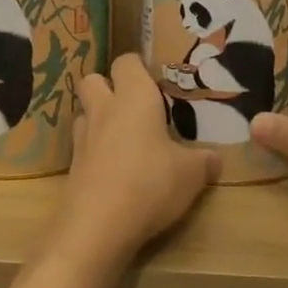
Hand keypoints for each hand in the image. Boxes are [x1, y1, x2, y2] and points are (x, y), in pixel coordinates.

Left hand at [52, 55, 220, 269]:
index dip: (138, 67)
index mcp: (134, 97)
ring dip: (98, 119)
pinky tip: (112, 170)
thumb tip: (216, 159)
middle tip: (132, 106)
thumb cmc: (151, 183)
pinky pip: (82, 148)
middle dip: (108, 86)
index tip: (155, 81)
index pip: (127, 61)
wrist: (98, 226)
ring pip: (84, 113)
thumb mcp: (191, 174)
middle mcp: (104, 109)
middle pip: (92, 79)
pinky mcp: (72, 168)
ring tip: (121, 138)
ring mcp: (83, 138)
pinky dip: (94, 152)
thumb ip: (204, 161)